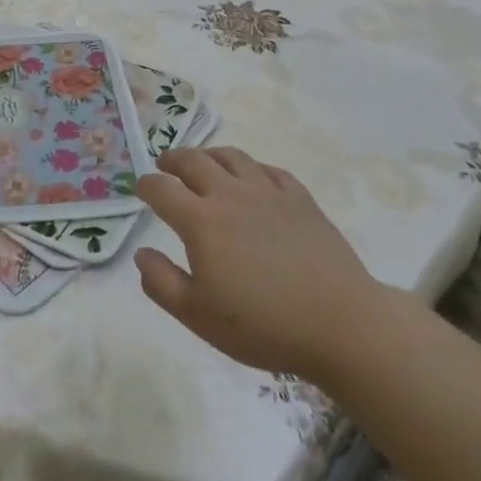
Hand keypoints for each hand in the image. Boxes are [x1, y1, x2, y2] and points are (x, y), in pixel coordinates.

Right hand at [133, 147, 383, 379]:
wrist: (340, 324)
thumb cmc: (262, 325)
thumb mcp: (198, 316)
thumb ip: (161, 282)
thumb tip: (141, 254)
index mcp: (201, 221)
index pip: (162, 189)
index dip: (146, 185)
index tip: (140, 188)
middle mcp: (231, 195)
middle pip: (194, 161)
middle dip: (173, 159)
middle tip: (165, 165)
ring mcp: (269, 192)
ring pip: (231, 157)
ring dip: (209, 155)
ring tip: (203, 162)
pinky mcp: (300, 199)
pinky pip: (268, 170)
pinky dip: (250, 168)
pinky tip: (251, 177)